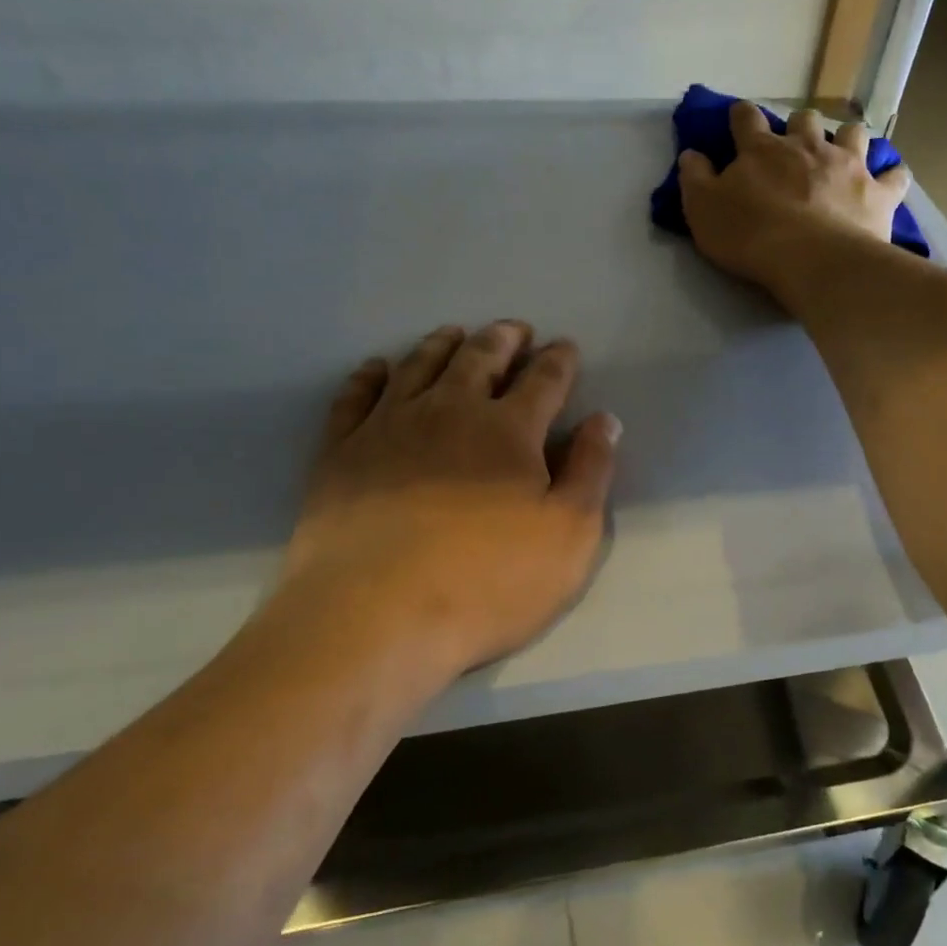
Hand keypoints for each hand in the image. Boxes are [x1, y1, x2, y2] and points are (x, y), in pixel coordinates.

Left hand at [278, 322, 619, 678]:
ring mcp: (389, 426)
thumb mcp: (569, 536)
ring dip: (442, 345)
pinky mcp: (341, 451)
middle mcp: (449, 411)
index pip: (543, 380)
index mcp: (509, 429)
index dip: (558, 360)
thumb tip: (605, 420)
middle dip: (503, 339)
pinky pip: (355, 397)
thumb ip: (590, 471)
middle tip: (514, 330)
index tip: (565, 346)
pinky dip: (369, 376)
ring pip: (420, 366)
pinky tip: (377, 368)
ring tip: (455, 334)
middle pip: (480, 358)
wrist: (374, 615)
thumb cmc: (486, 581)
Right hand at [678, 100, 910, 300]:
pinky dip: (891, 177)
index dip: (740, 117)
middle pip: (805, 119)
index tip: (738, 122)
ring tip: (842, 157)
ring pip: (853, 134)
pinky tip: (886, 183)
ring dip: (846, 140)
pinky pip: (894, 176)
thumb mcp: (703, 211)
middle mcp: (808, 146)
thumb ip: (695, 179)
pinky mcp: (878, 193)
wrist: (812, 260)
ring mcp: (849, 165)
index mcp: (762, 149)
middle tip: (793, 149)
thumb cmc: (751, 236)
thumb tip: (691, 154)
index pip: (746, 117)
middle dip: (799, 127)